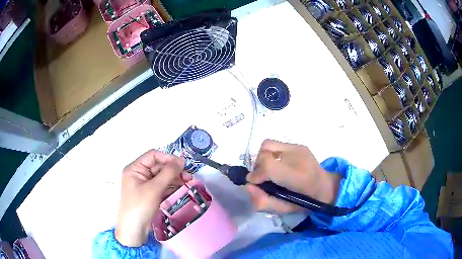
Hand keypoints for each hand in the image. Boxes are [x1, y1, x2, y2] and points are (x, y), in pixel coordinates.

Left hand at [115, 150, 191, 246]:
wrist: (134, 229)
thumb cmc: (140, 206)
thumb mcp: (154, 188)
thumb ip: (168, 173)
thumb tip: (181, 160)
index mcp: (135, 168)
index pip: (153, 155)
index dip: (167, 158)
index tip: (182, 165)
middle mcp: (139, 174)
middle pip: (159, 166)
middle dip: (173, 170)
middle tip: (188, 177)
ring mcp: (144, 185)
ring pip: (162, 176)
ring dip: (174, 178)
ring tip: (187, 183)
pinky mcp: (150, 194)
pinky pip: (162, 186)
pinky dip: (171, 186)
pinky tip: (181, 189)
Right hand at [245, 140, 340, 213]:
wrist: (325, 187)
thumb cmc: (304, 202)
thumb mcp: (282, 210)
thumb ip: (262, 201)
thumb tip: (247, 186)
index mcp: (299, 177)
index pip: (269, 166)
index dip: (256, 174)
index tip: (255, 184)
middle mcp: (299, 157)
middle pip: (265, 153)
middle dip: (258, 167)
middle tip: (263, 179)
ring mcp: (299, 148)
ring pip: (268, 145)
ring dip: (263, 158)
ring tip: (269, 171)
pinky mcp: (299, 144)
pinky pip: (275, 145)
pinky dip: (271, 154)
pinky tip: (278, 165)